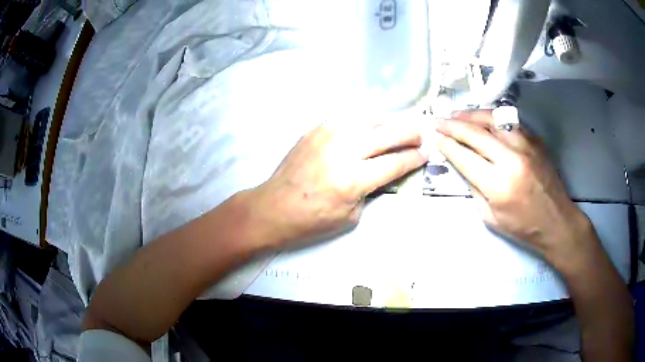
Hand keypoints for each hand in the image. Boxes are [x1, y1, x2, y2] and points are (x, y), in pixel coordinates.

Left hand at [251, 117, 427, 247]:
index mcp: (353, 179)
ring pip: (369, 119)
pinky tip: (369, 128)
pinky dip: (364, 123)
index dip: (414, 157)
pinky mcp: (316, 129)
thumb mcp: (352, 216)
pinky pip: (348, 119)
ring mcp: (328, 135)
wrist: (274, 206)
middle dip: (410, 133)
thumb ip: (372, 189)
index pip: (395, 162)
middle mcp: (344, 150)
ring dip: (389, 123)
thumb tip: (385, 170)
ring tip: (399, 128)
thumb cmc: (312, 220)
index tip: (425, 153)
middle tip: (420, 136)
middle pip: (388, 133)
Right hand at [435, 110, 591, 267]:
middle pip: (477, 133)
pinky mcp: (535, 140)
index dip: (446, 144)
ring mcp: (526, 145)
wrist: (556, 221)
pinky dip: (491, 117)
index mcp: (499, 185)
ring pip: (493, 119)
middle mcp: (512, 159)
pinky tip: (482, 118)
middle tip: (438, 120)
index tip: (433, 135)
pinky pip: (509, 121)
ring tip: (457, 115)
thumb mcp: (490, 217)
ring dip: (471, 115)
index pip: (465, 156)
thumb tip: (461, 163)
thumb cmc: (522, 227)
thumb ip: (474, 187)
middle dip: (453, 125)